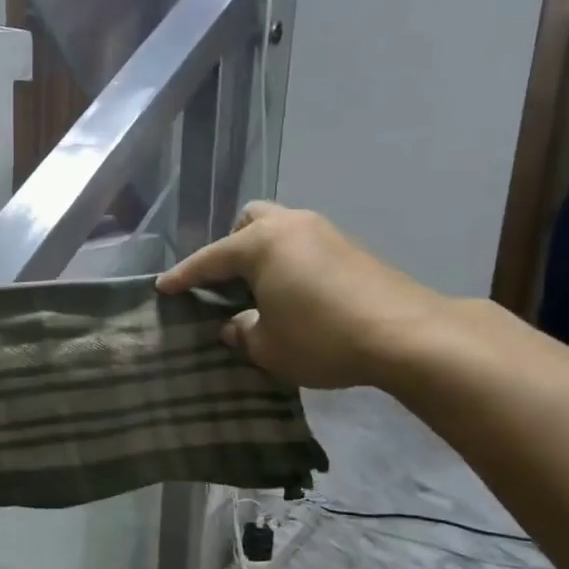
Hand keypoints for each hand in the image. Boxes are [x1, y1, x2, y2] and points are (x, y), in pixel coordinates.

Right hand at [156, 202, 448, 390]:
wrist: (406, 334)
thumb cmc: (321, 338)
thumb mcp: (267, 347)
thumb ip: (241, 333)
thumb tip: (234, 325)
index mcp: (260, 244)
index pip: (209, 259)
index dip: (183, 276)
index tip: (162, 287)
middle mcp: (290, 226)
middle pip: (249, 222)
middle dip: (231, 248)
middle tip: (226, 283)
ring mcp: (324, 232)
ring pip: (280, 229)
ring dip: (263, 254)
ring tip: (260, 291)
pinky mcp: (350, 248)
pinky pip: (304, 245)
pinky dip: (289, 262)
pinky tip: (294, 294)